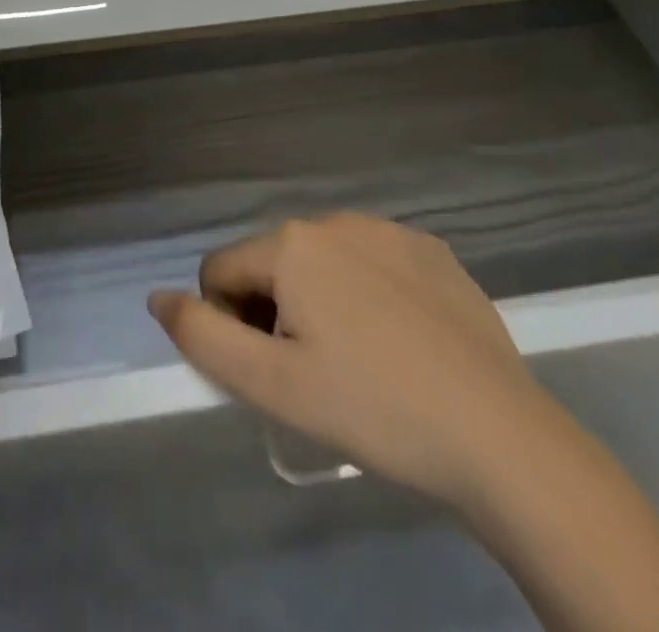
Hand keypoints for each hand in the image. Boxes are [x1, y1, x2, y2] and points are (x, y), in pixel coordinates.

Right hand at [148, 213, 553, 512]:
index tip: (273, 373)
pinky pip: (372, 263)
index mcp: (291, 245)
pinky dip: (369, 294)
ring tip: (362, 361)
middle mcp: (334, 219)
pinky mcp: (433, 250)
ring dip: (320, 301)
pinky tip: (403, 342)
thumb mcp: (271, 387)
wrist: (502, 439)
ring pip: (322, 261)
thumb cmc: (373, 410)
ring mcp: (389, 230)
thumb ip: (201, 337)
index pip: (221, 272)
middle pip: (271, 263)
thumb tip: (157, 296)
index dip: (231, 325)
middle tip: (316, 374)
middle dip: (275, 311)